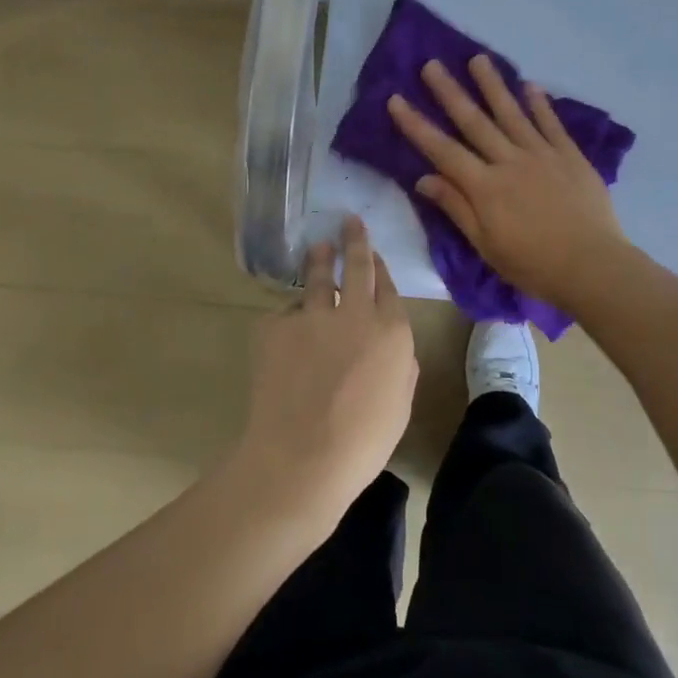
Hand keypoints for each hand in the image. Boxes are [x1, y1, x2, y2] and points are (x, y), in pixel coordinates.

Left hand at [235, 217, 417, 524]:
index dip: (380, 267)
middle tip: (350, 220)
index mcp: (391, 330)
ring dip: (319, 258)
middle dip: (355, 239)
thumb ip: (401, 365)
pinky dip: (289, 319)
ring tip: (318, 246)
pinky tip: (285, 334)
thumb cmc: (363, 442)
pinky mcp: (276, 326)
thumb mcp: (400, 404)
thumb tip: (394, 348)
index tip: (374, 254)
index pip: (387, 286)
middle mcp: (354, 311)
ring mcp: (312, 315)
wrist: (302, 457)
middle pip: (356, 265)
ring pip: (316, 276)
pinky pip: (284, 314)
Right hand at [387, 55, 629, 309]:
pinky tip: (529, 85)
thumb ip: (457, 207)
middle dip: (450, 92)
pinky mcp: (570, 155)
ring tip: (478, 59)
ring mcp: (542, 154)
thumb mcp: (486, 245)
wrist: (593, 266)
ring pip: (511, 113)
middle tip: (432, 64)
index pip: (442, 149)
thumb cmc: (534, 264)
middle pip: (474, 121)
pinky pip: (551, 123)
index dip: (417, 125)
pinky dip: (539, 104)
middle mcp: (510, 161)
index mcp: (485, 186)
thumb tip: (423, 178)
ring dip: (493, 85)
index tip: (396, 99)